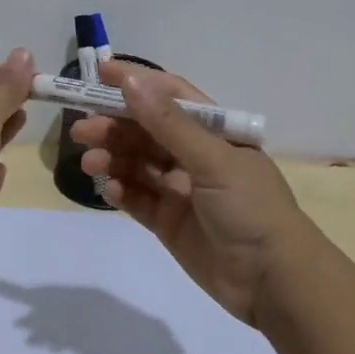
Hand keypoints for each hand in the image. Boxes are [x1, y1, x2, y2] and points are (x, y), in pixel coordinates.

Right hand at [72, 61, 319, 325]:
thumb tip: (130, 82)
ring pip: (137, 164)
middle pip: (146, 130)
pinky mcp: (169, 222)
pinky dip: (121, 190)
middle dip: (114, 126)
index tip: (99, 72)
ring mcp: (181, 190)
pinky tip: (108, 189)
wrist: (273, 281)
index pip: (170, 96)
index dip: (137, 82)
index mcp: (214, 131)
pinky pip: (138, 198)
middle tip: (81, 130)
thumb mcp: (212, 159)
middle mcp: (196, 155)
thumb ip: (168, 123)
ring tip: (91, 163)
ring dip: (113, 158)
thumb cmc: (250, 207)